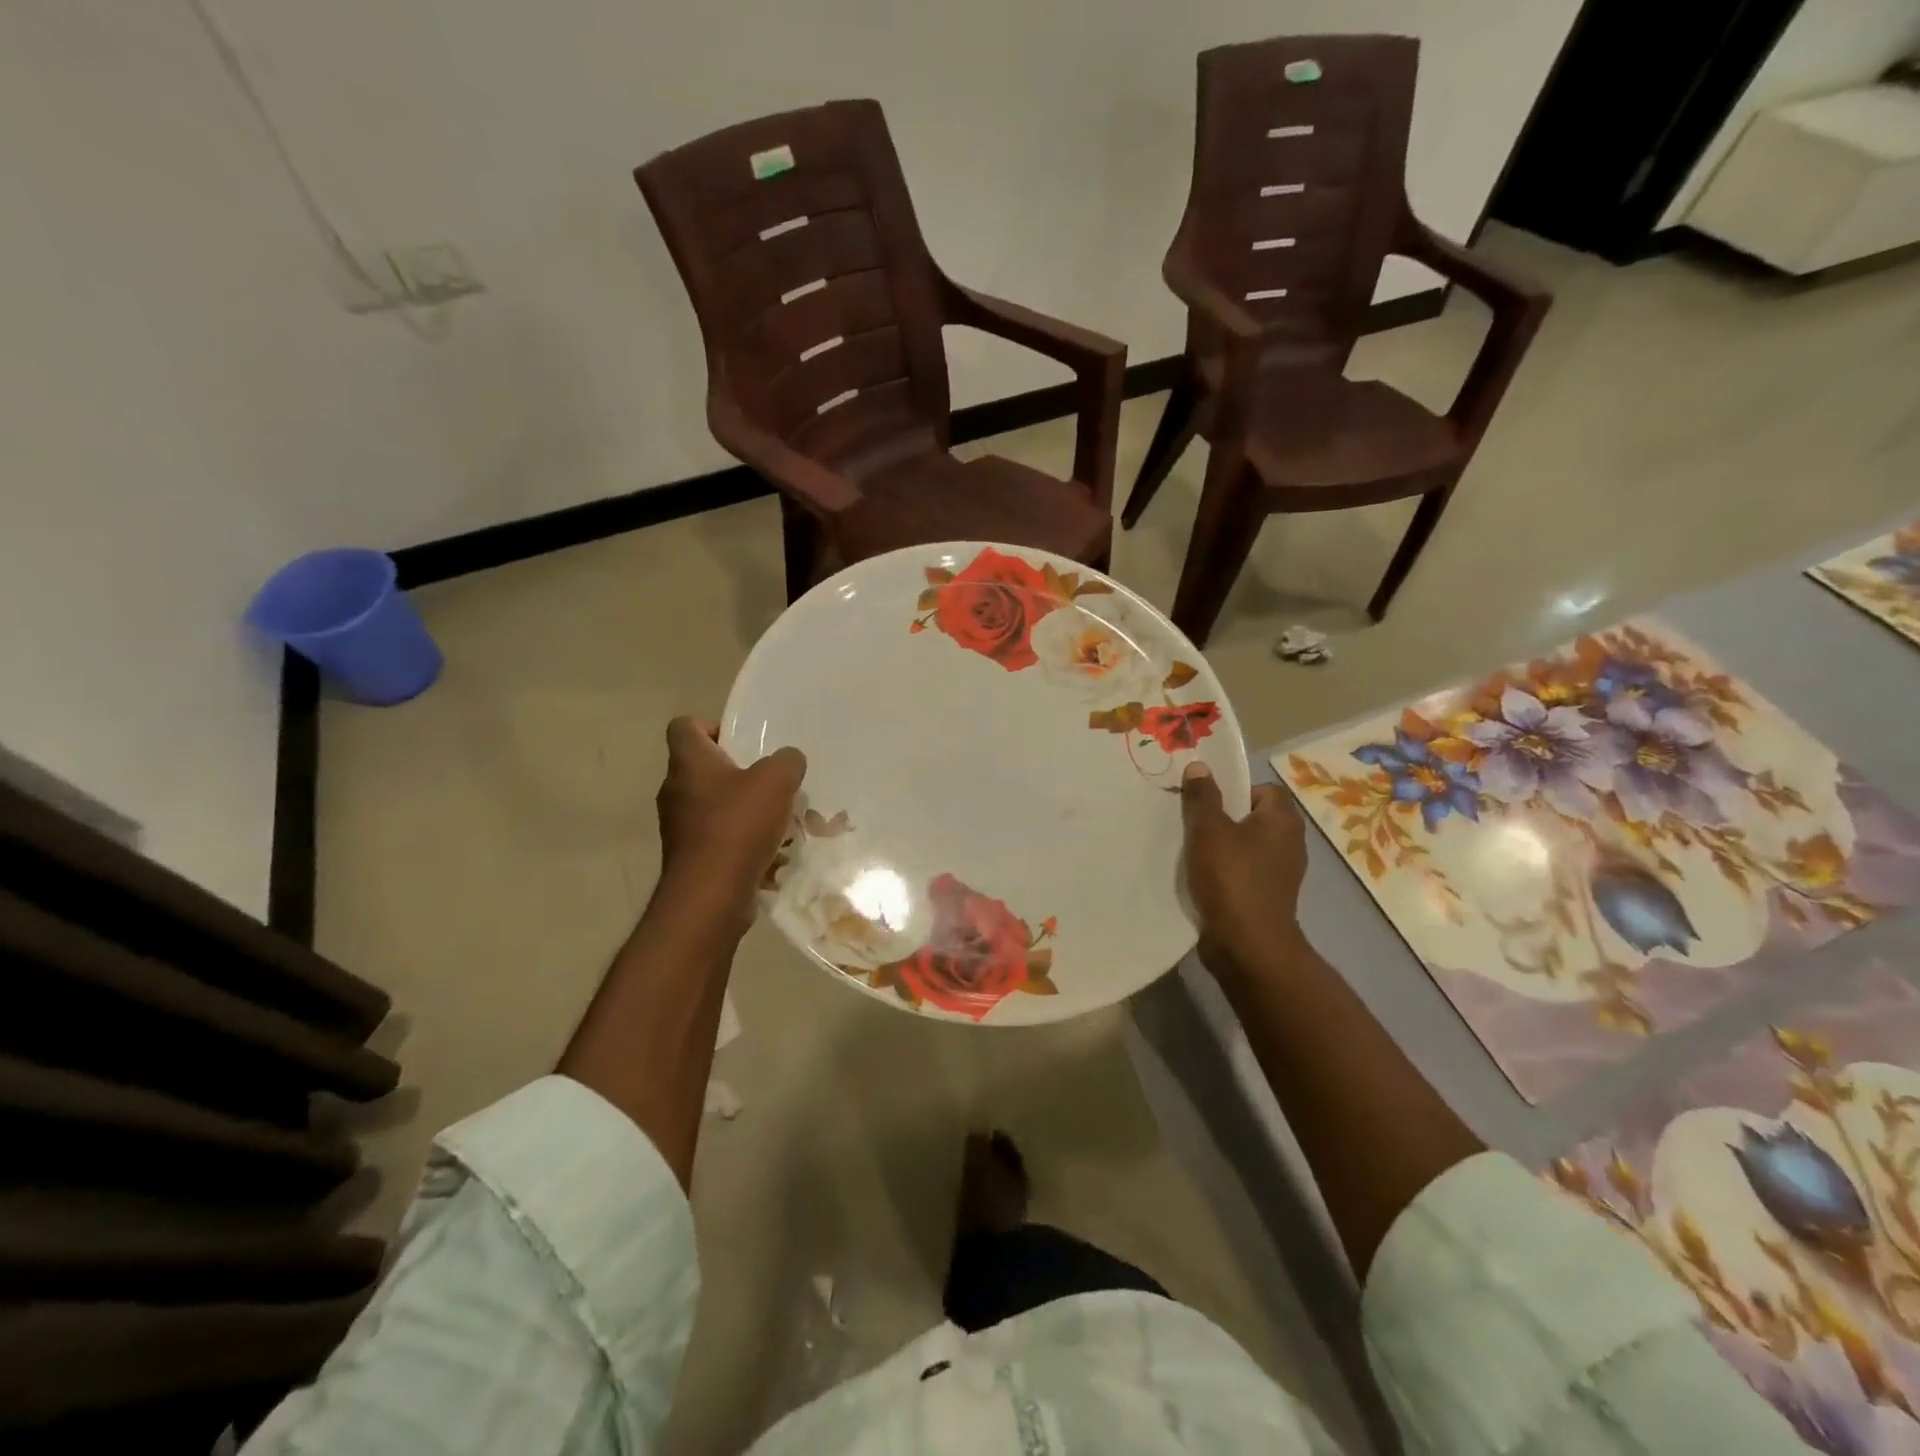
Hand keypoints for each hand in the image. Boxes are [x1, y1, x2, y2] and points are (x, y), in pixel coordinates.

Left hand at [656, 718, 805, 930]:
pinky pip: (717, 839)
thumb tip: (788, 760)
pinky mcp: (689, 858)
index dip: (712, 727)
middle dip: (737, 773)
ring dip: (741, 809)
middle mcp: (675, 790)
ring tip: (777, 819)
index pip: (684, 726)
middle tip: (769, 782)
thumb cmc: (738, 825)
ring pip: (712, 806)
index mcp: (688, 762)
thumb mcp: (777, 780)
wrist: (711, 895)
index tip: (742, 743)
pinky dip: (739, 841)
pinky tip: (769, 850)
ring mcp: (678, 827)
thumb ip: (787, 761)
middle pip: (702, 769)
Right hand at [1180, 762, 1308, 976]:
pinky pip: (1243, 873)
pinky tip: (1200, 878)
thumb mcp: (1209, 830)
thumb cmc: (1231, 878)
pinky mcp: (1266, 898)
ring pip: (1246, 847)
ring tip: (1191, 850)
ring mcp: (1280, 874)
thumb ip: (1203, 797)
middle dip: (1224, 818)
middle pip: (1253, 818)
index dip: (1235, 789)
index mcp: (1282, 821)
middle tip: (1193, 822)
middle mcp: (1289, 844)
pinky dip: (1225, 872)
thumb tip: (1199, 766)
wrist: (1247, 945)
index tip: (1207, 800)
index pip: (1264, 789)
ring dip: (1222, 847)